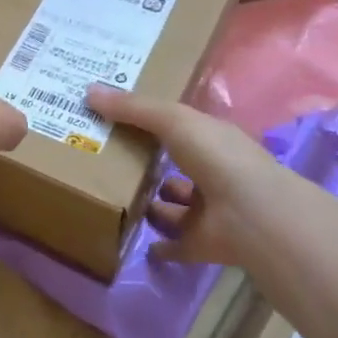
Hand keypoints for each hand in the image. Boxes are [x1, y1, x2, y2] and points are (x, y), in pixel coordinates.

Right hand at [84, 84, 274, 263]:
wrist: (250, 216)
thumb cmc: (217, 157)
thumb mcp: (172, 120)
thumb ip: (132, 108)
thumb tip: (88, 91)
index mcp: (212, 140)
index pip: (182, 128)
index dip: (155, 122)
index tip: (120, 120)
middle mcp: (214, 174)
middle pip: (177, 167)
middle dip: (150, 165)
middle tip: (108, 161)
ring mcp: (210, 212)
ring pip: (176, 207)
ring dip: (155, 205)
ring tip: (116, 200)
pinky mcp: (203, 245)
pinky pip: (176, 245)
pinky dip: (160, 246)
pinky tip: (135, 242)